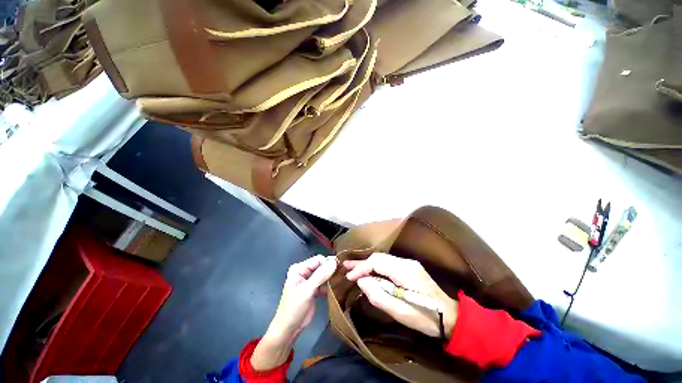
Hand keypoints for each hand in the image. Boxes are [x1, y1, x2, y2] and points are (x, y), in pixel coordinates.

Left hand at [251, 255, 336, 370]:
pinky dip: (330, 284)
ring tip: (343, 279)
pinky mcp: (314, 289)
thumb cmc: (294, 308)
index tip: (340, 268)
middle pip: (321, 266)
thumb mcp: (307, 290)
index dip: (328, 263)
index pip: (317, 260)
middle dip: (331, 269)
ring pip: (324, 274)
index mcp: (299, 268)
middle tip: (344, 273)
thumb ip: (320, 275)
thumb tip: (334, 262)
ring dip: (332, 277)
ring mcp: (309, 280)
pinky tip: (338, 287)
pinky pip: (324, 282)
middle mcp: (304, 272)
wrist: (288, 330)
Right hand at [345, 253, 457, 338]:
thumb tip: (362, 281)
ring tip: (352, 267)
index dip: (361, 268)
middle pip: (379, 258)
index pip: (377, 262)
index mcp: (404, 271)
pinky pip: (388, 264)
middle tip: (345, 266)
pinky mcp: (409, 268)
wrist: (451, 317)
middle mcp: (406, 262)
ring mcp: (409, 264)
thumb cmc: (425, 318)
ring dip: (367, 264)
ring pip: (383, 259)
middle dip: (362, 263)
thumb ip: (379, 296)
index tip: (349, 277)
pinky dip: (376, 267)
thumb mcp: (400, 312)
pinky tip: (368, 271)